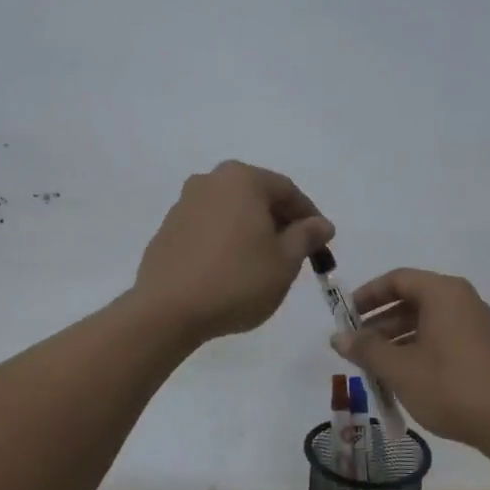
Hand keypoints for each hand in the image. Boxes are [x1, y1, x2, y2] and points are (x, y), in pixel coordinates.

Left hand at [134, 161, 334, 343]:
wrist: (167, 310)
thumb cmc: (237, 280)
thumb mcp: (285, 261)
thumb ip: (306, 236)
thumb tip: (320, 224)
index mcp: (242, 179)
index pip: (287, 191)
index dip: (309, 216)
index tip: (322, 242)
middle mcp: (210, 181)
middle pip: (257, 196)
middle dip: (279, 222)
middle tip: (295, 252)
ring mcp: (184, 204)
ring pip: (231, 212)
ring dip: (251, 231)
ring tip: (264, 263)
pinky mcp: (167, 230)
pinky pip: (208, 228)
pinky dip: (226, 241)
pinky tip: (231, 270)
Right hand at [331, 269, 489, 454]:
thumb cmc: (453, 387)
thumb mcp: (401, 369)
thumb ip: (367, 350)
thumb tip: (338, 337)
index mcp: (443, 293)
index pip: (397, 279)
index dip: (367, 295)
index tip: (344, 316)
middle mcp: (462, 301)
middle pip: (412, 299)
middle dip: (379, 321)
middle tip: (354, 346)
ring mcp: (476, 326)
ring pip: (426, 322)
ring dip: (396, 340)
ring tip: (373, 367)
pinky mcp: (483, 350)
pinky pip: (442, 338)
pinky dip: (417, 350)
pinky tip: (403, 378)